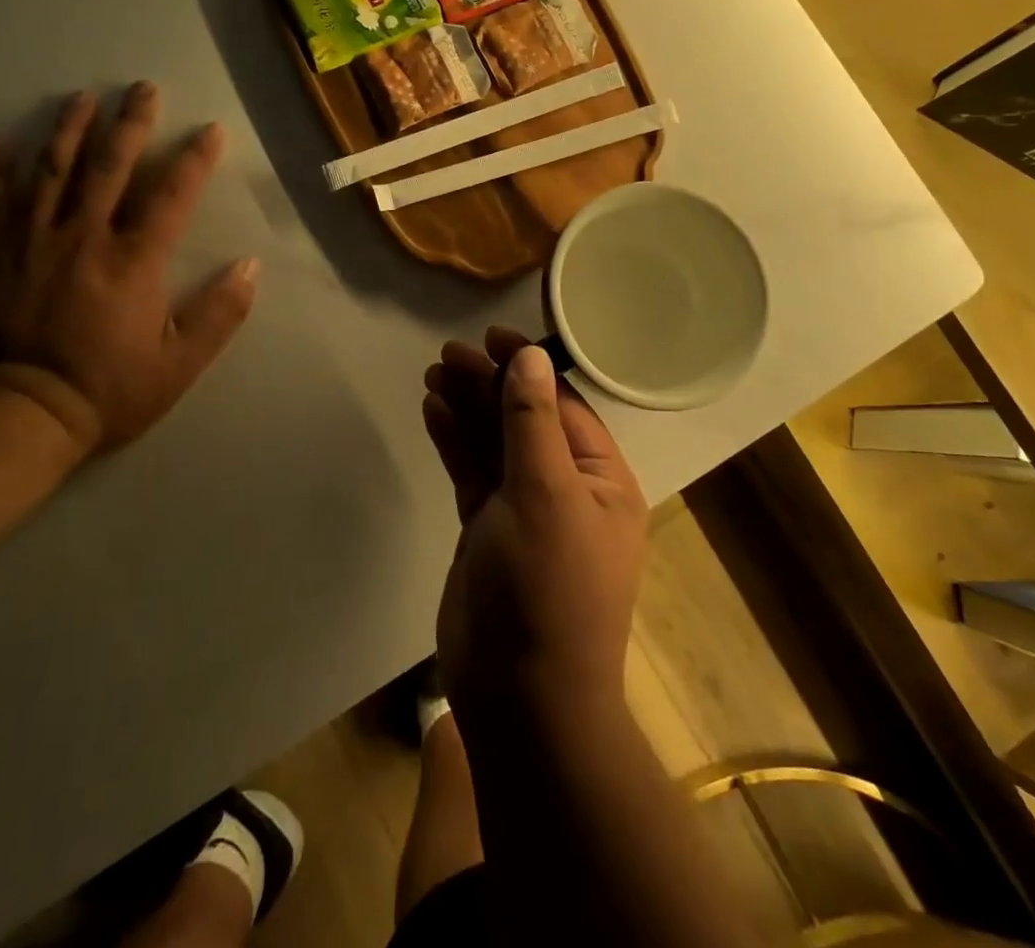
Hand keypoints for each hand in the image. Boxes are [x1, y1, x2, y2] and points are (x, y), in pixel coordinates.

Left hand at [0, 83, 258, 457]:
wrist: (15, 417)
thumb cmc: (107, 390)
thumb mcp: (179, 363)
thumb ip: (219, 313)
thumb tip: (250, 267)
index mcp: (134, 261)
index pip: (171, 195)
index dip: (194, 158)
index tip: (211, 130)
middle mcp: (84, 237)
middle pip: (109, 167)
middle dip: (130, 124)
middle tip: (142, 88)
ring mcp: (31, 243)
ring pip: (51, 172)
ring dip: (69, 130)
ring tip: (82, 96)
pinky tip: (2, 140)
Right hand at [421, 327, 647, 724]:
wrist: (521, 698)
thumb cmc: (548, 586)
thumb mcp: (546, 492)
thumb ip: (533, 421)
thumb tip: (531, 356)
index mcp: (601, 479)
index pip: (564, 406)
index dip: (529, 366)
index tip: (491, 336)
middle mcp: (567, 489)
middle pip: (524, 420)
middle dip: (490, 385)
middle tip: (448, 355)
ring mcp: (525, 512)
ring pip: (495, 445)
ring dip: (468, 409)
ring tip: (435, 374)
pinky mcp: (488, 532)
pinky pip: (473, 474)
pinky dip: (455, 442)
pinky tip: (434, 411)